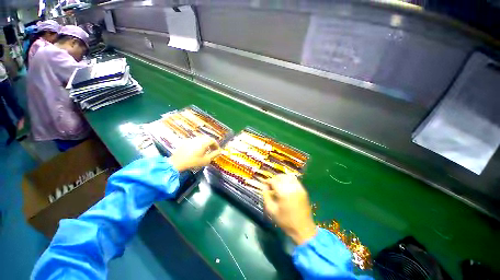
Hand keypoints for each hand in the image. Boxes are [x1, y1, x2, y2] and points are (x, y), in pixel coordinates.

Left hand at [169, 136, 220, 171]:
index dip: (216, 145)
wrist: (176, 163)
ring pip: (201, 139)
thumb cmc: (193, 162)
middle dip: (211, 143)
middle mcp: (198, 139)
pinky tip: (196, 150)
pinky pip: (195, 140)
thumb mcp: (206, 160)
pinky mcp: (185, 141)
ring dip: (205, 143)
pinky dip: (198, 143)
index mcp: (203, 142)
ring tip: (205, 150)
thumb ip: (214, 155)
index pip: (213, 140)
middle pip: (207, 138)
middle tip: (212, 150)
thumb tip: (220, 151)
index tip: (217, 150)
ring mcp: (191, 139)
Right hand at [263, 175, 316, 244]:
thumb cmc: (285, 221)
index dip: (267, 181)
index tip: (264, 184)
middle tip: (270, 185)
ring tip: (277, 184)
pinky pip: (294, 180)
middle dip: (274, 179)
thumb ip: (266, 196)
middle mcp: (292, 187)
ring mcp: (299, 188)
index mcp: (283, 192)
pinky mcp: (303, 190)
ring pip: (288, 176)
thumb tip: (264, 186)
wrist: (303, 229)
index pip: (273, 181)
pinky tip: (285, 186)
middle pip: (281, 176)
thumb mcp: (271, 210)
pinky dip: (288, 180)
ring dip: (281, 178)